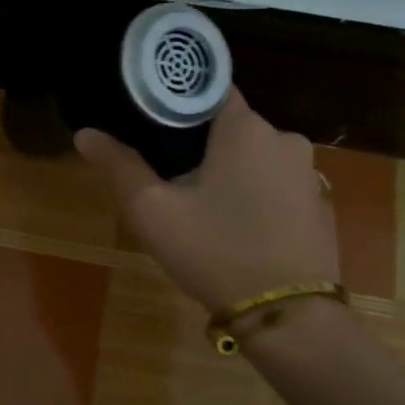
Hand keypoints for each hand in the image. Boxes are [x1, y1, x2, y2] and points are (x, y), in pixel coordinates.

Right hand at [75, 93, 339, 312]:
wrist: (288, 315)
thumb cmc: (215, 251)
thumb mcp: (153, 211)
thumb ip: (119, 166)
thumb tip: (84, 134)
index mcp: (244, 128)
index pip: (208, 89)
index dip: (176, 101)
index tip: (149, 121)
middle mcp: (284, 138)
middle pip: (230, 124)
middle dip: (198, 142)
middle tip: (164, 173)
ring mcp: (308, 173)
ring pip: (253, 155)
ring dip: (227, 169)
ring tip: (197, 203)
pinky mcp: (319, 204)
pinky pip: (275, 183)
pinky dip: (253, 192)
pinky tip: (234, 225)